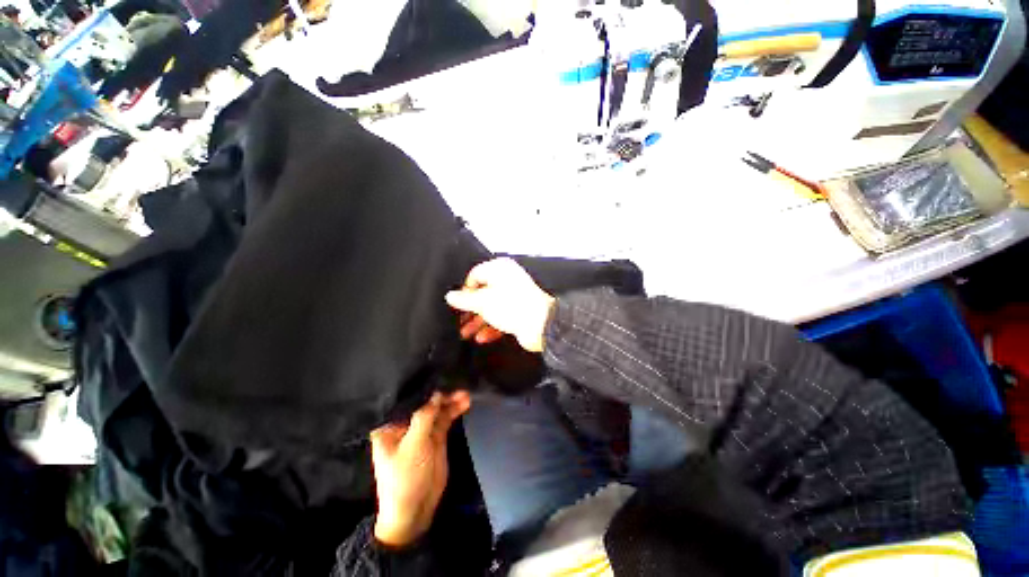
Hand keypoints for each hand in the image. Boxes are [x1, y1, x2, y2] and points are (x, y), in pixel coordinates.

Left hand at [371, 391, 470, 547]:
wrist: (415, 511)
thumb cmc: (404, 478)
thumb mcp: (413, 446)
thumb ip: (424, 417)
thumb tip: (436, 392)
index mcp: (390, 425)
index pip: (406, 400)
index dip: (422, 387)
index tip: (438, 374)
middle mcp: (406, 424)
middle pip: (425, 403)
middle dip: (441, 394)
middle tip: (457, 385)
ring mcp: (422, 430)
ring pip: (437, 409)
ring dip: (451, 401)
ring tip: (465, 393)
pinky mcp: (436, 437)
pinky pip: (445, 418)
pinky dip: (454, 410)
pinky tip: (465, 402)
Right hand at [445, 258, 555, 352]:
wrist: (541, 324)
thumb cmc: (512, 306)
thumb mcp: (482, 302)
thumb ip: (464, 299)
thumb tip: (450, 296)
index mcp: (499, 270)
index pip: (475, 275)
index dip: (464, 290)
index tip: (457, 304)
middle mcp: (508, 280)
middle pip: (483, 293)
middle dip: (470, 309)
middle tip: (460, 321)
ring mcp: (515, 296)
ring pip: (491, 307)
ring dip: (478, 321)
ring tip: (466, 334)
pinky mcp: (520, 311)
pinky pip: (501, 316)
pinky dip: (491, 327)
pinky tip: (482, 338)